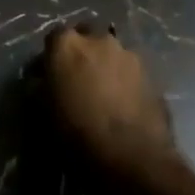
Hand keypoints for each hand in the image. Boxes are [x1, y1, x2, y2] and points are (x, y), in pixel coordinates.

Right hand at [44, 23, 184, 179]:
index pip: (54, 36)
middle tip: (79, 77)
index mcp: (67, 44)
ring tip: (104, 93)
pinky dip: (125, 81)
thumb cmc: (77, 132)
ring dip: (106, 65)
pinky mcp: (153, 76)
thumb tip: (41, 80)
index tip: (49, 74)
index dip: (52, 55)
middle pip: (88, 35)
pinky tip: (123, 105)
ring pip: (113, 53)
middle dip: (83, 51)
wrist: (132, 159)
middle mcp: (100, 40)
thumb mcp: (43, 110)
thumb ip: (41, 86)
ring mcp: (130, 56)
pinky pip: (132, 72)